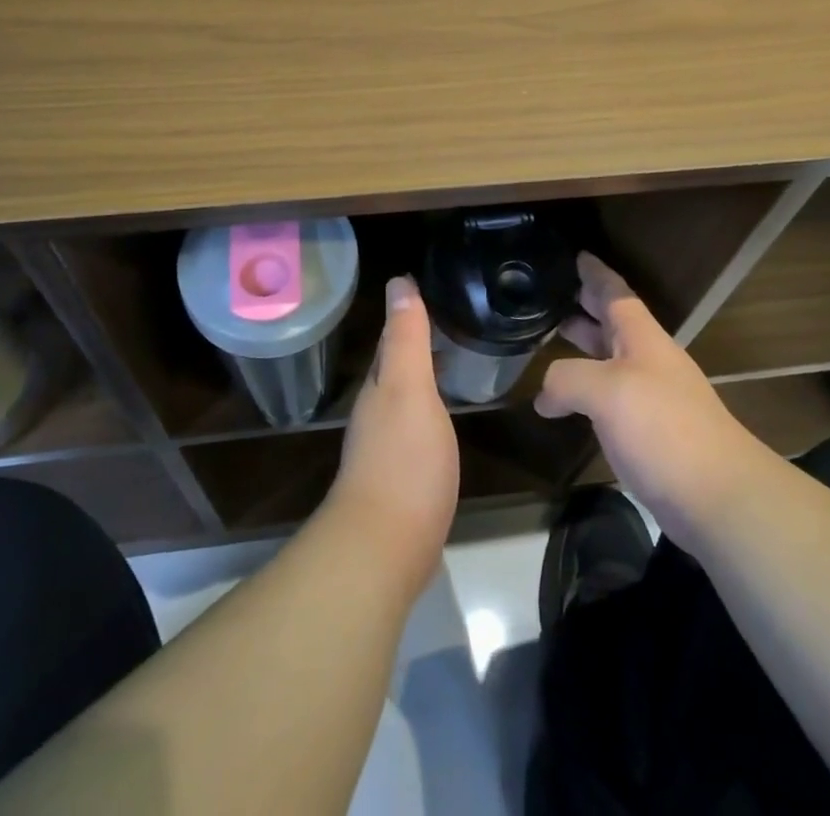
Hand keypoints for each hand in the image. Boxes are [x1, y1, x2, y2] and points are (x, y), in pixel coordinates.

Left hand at [326, 276, 459, 600]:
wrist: (387, 547)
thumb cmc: (403, 460)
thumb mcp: (410, 389)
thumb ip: (406, 339)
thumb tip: (398, 282)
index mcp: (379, 387)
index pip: (391, 339)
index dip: (408, 314)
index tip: (431, 290)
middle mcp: (376, 411)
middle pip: (396, 367)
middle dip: (416, 344)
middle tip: (451, 321)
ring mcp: (386, 447)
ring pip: (405, 397)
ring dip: (422, 377)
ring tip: (452, 361)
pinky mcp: (402, 477)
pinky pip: (415, 427)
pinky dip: (429, 411)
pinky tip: (444, 417)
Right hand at [535, 252, 767, 549]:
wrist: (719, 497)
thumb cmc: (664, 428)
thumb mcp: (605, 391)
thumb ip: (567, 379)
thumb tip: (545, 396)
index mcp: (642, 338)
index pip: (615, 293)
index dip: (595, 273)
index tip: (577, 255)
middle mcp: (648, 361)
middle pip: (613, 324)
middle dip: (585, 307)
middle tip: (553, 296)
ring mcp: (652, 398)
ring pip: (610, 360)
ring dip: (584, 347)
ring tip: (551, 339)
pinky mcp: (650, 434)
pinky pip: (611, 397)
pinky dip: (586, 390)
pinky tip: (566, 404)